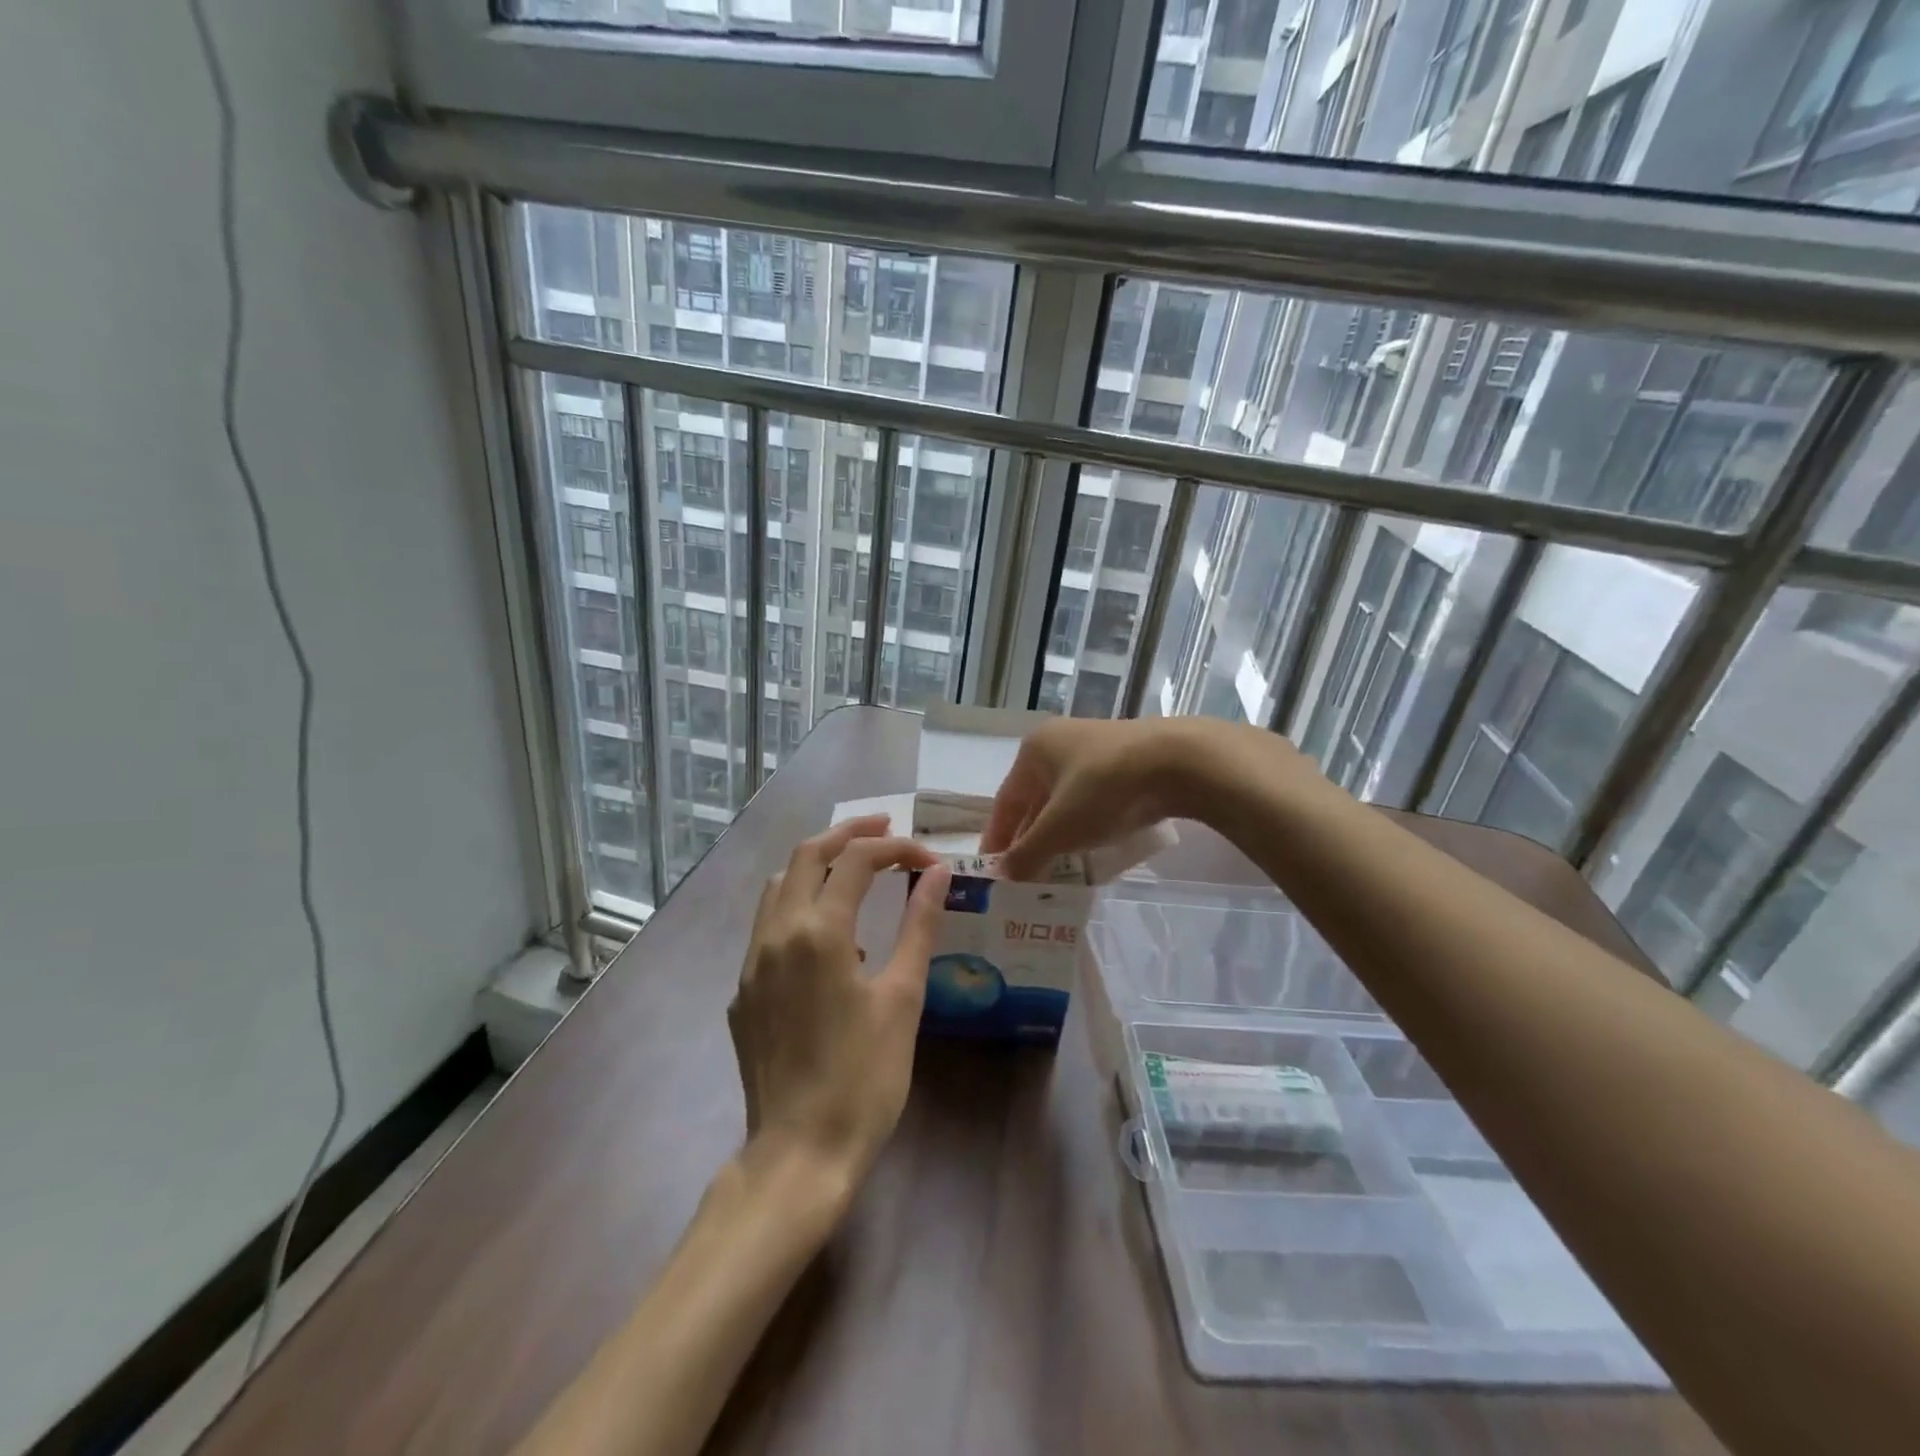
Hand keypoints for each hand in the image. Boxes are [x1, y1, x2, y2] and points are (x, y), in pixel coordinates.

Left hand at [729, 816, 952, 1188]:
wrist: (799, 1153)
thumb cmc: (865, 1077)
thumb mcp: (903, 997)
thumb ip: (918, 926)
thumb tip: (938, 873)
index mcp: (818, 931)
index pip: (857, 861)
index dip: (897, 848)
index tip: (930, 859)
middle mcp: (776, 934)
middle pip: (807, 855)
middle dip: (848, 833)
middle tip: (886, 827)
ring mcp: (752, 962)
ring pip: (780, 886)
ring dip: (817, 865)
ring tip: (856, 867)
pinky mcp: (743, 991)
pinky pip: (768, 926)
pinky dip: (800, 905)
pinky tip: (829, 935)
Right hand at [977, 717, 1199, 879]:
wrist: (1179, 761)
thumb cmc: (1104, 789)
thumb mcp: (1059, 829)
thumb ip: (1027, 855)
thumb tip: (1001, 877)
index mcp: (1035, 750)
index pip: (1005, 801)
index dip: (997, 838)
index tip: (991, 870)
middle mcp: (1061, 742)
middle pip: (1035, 800)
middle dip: (1030, 838)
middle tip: (1025, 876)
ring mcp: (1097, 748)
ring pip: (1066, 800)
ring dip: (1059, 834)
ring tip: (1057, 869)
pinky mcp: (1127, 761)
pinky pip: (1094, 798)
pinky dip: (1087, 825)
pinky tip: (1092, 848)